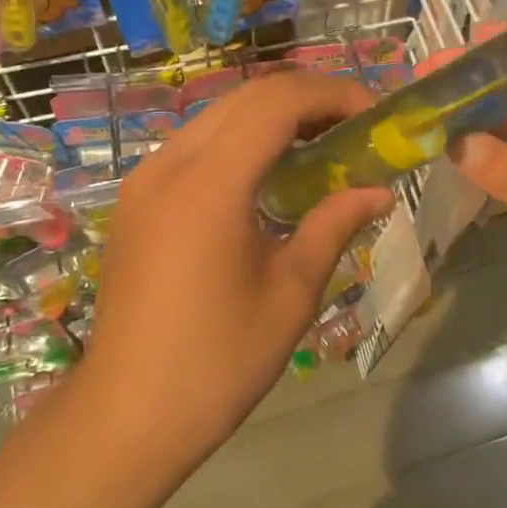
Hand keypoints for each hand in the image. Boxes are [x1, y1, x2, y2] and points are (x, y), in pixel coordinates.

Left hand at [77, 72, 394, 466]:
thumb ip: (333, 226)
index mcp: (208, 185)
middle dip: (305, 98)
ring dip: (270, 116)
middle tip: (353, 125)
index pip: (275, 103)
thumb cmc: (218, 361)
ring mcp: (144, 179)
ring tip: (318, 145)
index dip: (331, 94)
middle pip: (244, 97)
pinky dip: (238, 140)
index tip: (373, 112)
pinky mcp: (136, 198)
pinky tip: (266, 174)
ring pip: (216, 116)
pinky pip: (194, 145)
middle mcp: (168, 165)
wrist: (128, 413)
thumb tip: (378, 192)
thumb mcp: (290, 293)